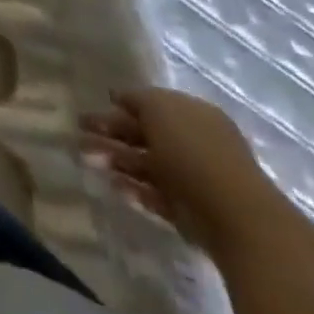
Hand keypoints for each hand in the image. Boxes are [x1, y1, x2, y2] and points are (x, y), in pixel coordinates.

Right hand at [81, 87, 275, 253]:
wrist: (234, 216)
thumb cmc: (194, 150)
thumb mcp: (159, 108)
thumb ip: (136, 99)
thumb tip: (118, 97)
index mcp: (193, 114)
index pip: (152, 104)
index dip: (123, 103)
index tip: (97, 104)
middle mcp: (193, 142)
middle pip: (145, 134)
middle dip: (111, 132)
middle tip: (79, 132)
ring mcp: (192, 178)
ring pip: (145, 163)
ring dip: (115, 159)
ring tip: (85, 158)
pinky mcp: (188, 211)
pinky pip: (154, 193)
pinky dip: (133, 188)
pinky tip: (113, 185)